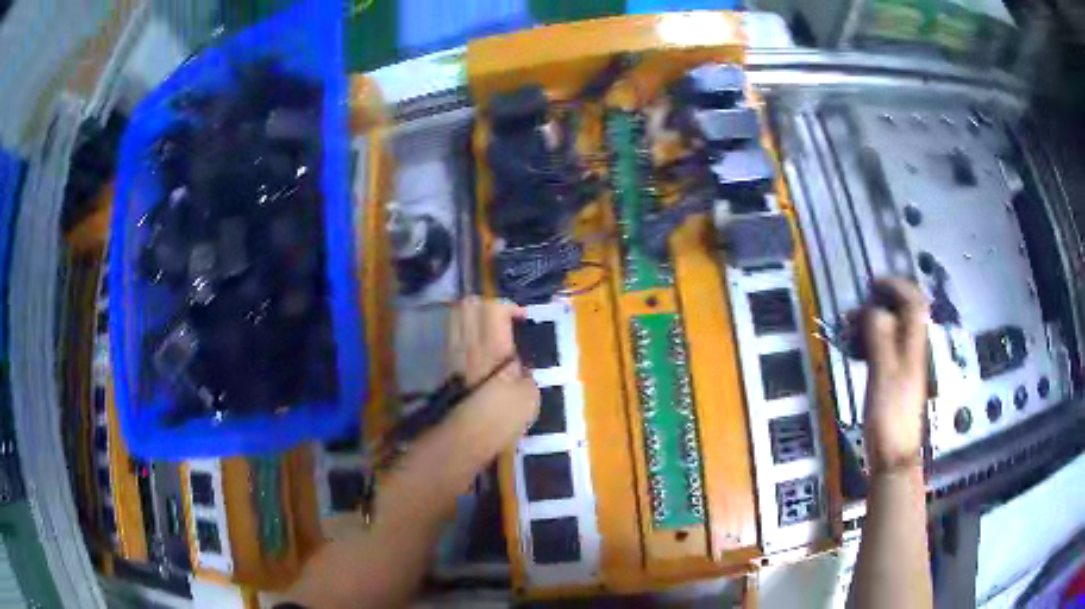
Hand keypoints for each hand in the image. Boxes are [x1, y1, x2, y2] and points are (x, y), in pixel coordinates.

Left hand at [444, 297, 538, 458]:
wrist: (465, 438)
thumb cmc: (501, 417)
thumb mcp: (529, 395)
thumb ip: (526, 372)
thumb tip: (520, 366)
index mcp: (492, 346)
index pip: (494, 307)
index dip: (511, 307)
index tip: (523, 320)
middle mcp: (467, 343)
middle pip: (469, 304)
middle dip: (488, 305)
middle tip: (504, 321)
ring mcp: (452, 353)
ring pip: (456, 316)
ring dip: (474, 317)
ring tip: (490, 333)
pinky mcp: (445, 366)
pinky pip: (453, 335)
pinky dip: (465, 333)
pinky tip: (478, 351)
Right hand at [860, 278, 928, 473]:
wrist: (894, 456)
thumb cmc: (890, 416)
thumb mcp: (883, 373)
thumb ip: (880, 337)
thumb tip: (873, 308)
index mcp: (913, 345)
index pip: (913, 302)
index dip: (896, 286)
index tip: (873, 283)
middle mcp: (912, 351)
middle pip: (903, 314)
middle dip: (880, 305)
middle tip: (854, 311)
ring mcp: (904, 366)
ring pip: (892, 332)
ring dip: (872, 324)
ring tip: (850, 331)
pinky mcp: (895, 380)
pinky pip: (884, 349)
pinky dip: (870, 343)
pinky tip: (857, 352)